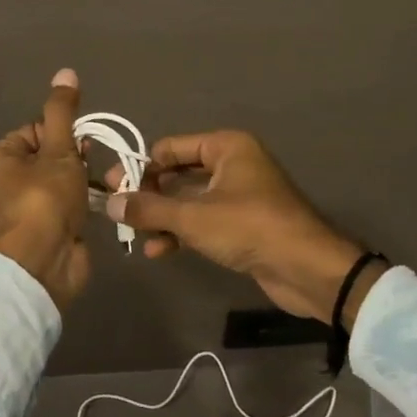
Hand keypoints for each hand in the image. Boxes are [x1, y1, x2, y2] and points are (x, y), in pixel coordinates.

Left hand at [0, 68, 91, 309]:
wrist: (45, 263)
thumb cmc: (45, 199)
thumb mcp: (58, 149)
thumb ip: (63, 112)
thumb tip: (66, 72)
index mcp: (0, 157)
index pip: (36, 129)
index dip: (63, 134)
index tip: (79, 146)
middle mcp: (8, 179)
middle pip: (51, 152)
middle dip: (76, 156)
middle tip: (88, 166)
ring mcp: (28, 205)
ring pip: (63, 177)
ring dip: (84, 178)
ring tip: (99, 183)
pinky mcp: (47, 226)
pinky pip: (69, 201)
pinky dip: (85, 199)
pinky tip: (101, 200)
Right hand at [107, 131, 374, 326]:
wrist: (308, 269)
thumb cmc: (250, 228)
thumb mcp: (194, 217)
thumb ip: (149, 209)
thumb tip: (109, 203)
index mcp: (226, 146)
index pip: (171, 148)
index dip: (140, 167)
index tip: (112, 188)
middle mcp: (233, 164)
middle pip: (178, 173)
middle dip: (149, 195)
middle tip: (117, 212)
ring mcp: (238, 195)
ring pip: (188, 200)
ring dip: (162, 217)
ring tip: (134, 237)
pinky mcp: (242, 224)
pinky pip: (202, 220)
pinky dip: (181, 232)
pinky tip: (159, 251)